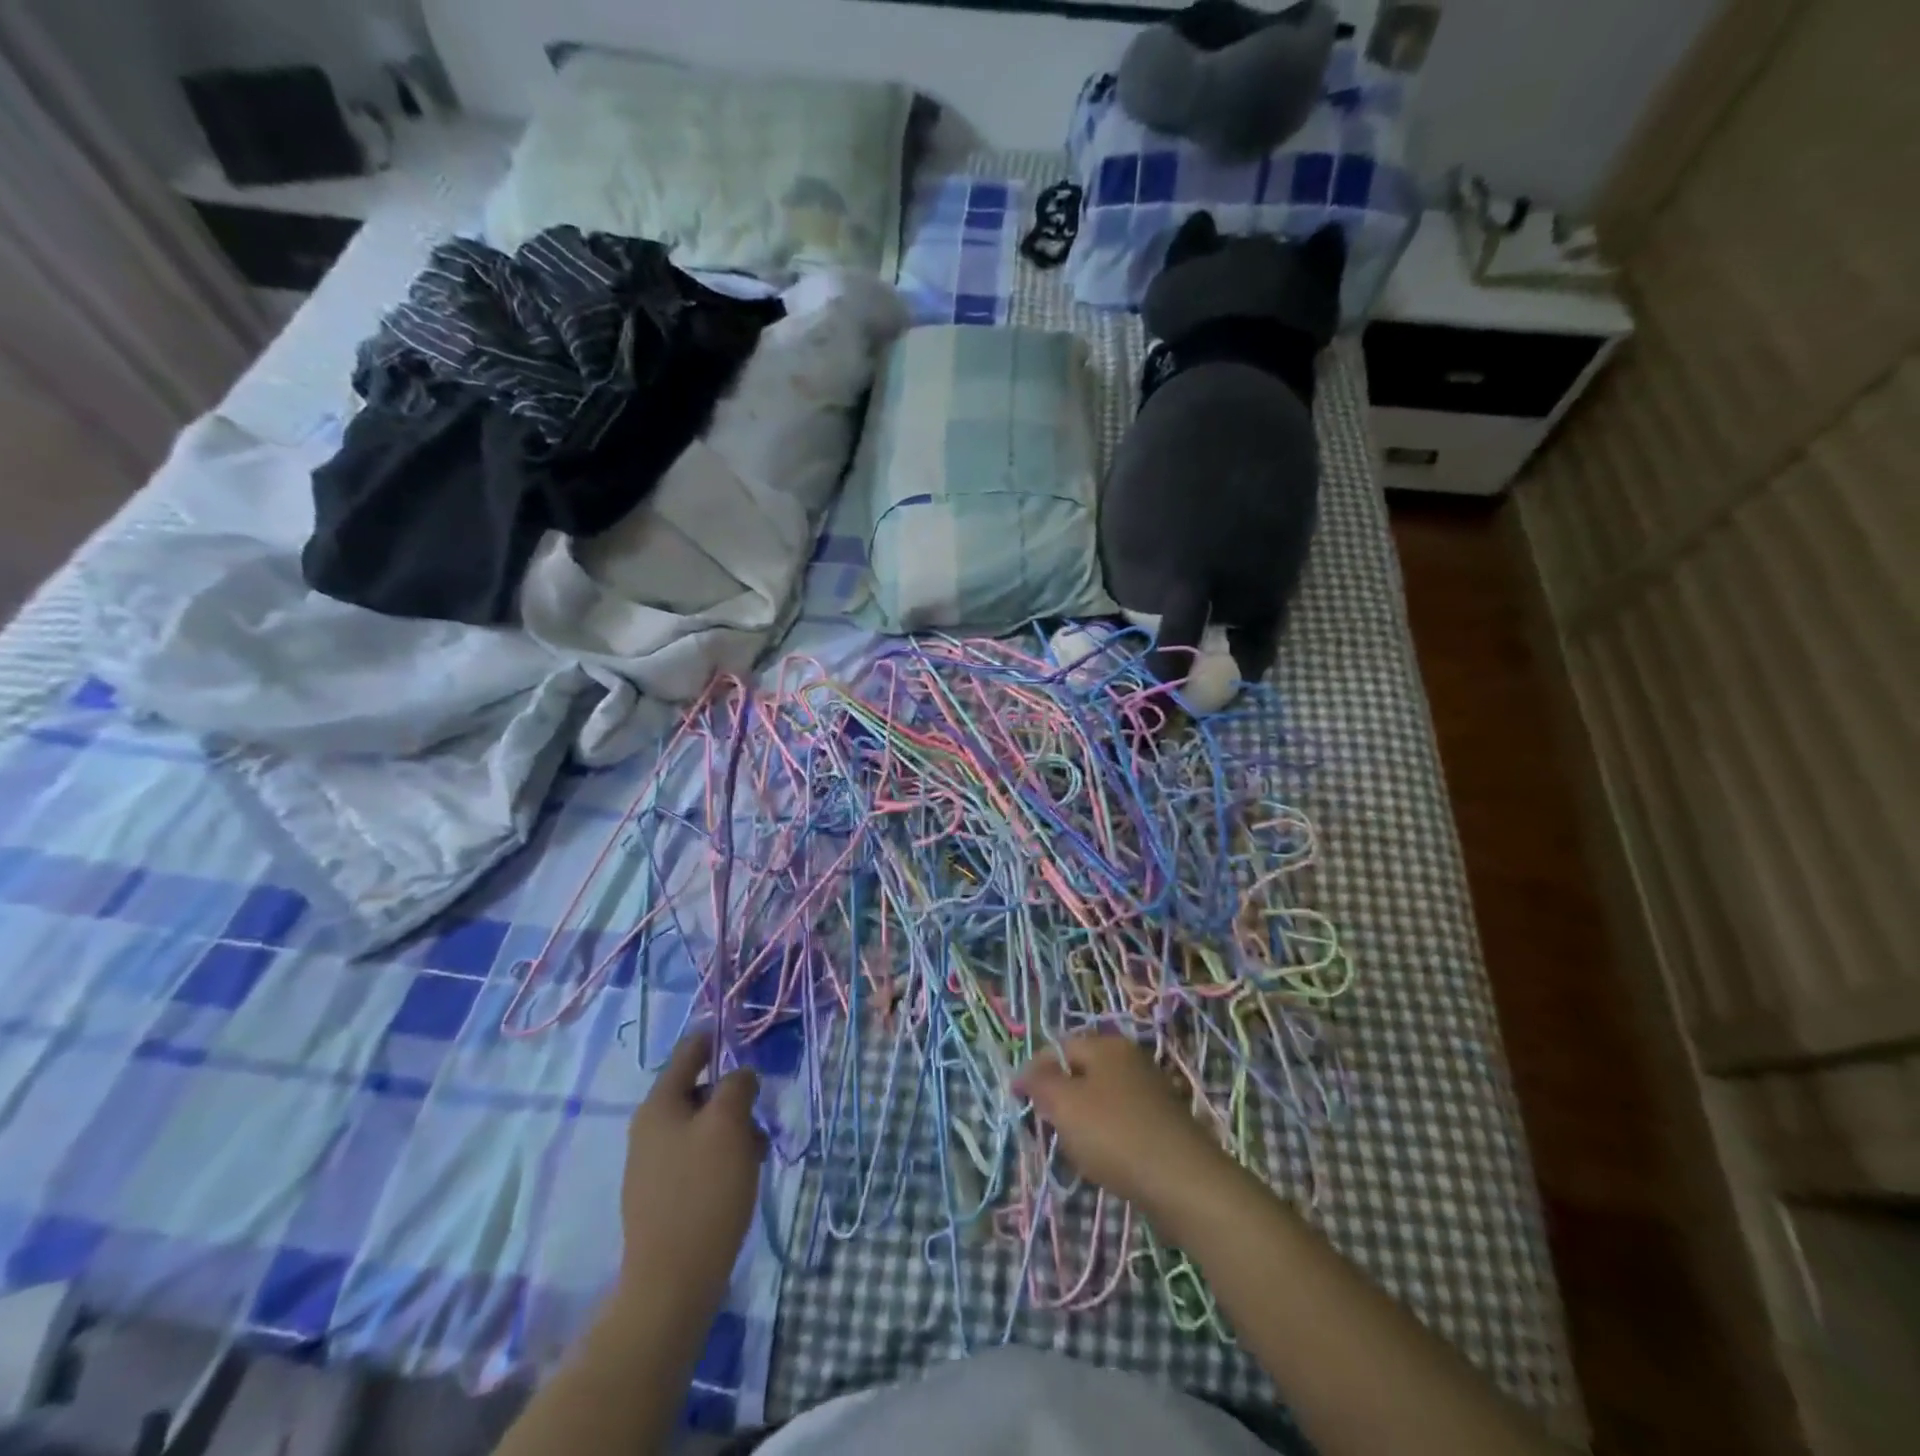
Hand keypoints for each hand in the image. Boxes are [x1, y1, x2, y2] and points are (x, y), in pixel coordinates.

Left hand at [618, 1031, 767, 1317]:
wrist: (672, 1282)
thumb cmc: (704, 1191)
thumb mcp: (729, 1125)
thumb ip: (737, 1086)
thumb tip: (739, 1076)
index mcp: (659, 1105)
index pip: (689, 1052)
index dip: (717, 1039)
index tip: (745, 1039)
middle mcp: (649, 1128)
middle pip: (699, 1091)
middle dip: (733, 1099)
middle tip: (758, 1118)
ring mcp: (652, 1164)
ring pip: (701, 1127)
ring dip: (732, 1132)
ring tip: (754, 1157)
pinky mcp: (661, 1196)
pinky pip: (696, 1158)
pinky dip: (720, 1159)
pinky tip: (738, 1181)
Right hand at [1014, 1033, 1238, 1233]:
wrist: (1184, 1182)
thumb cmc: (1115, 1134)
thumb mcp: (1064, 1104)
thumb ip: (1040, 1083)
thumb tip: (1025, 1072)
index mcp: (1106, 1045)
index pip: (1058, 1047)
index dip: (1034, 1072)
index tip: (1018, 1102)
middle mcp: (1130, 1059)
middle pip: (1081, 1072)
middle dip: (1059, 1098)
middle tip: (1047, 1129)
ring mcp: (1151, 1090)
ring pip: (1101, 1098)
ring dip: (1083, 1120)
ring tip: (1076, 1150)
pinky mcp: (1163, 1122)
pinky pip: (1122, 1121)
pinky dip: (1108, 1137)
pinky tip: (1107, 1161)